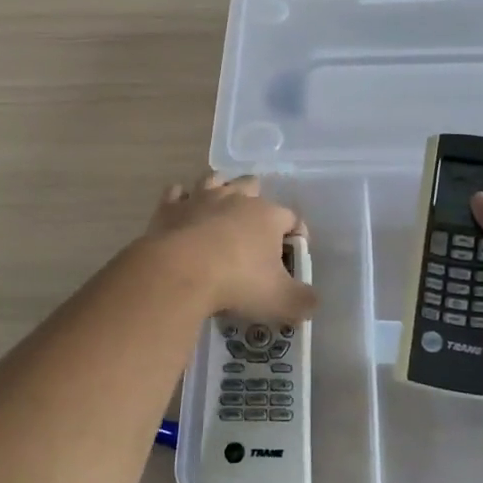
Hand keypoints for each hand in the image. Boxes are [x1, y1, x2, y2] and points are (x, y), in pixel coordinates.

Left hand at [142, 173, 316, 323]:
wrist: (178, 273)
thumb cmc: (237, 283)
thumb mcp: (281, 301)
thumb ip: (303, 301)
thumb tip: (312, 303)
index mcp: (267, 215)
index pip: (292, 217)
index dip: (297, 234)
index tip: (293, 254)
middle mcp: (236, 198)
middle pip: (252, 186)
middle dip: (257, 201)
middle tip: (255, 229)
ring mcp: (200, 198)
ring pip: (215, 180)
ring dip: (220, 190)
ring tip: (220, 209)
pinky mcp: (170, 207)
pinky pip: (176, 193)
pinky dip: (181, 200)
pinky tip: (183, 212)